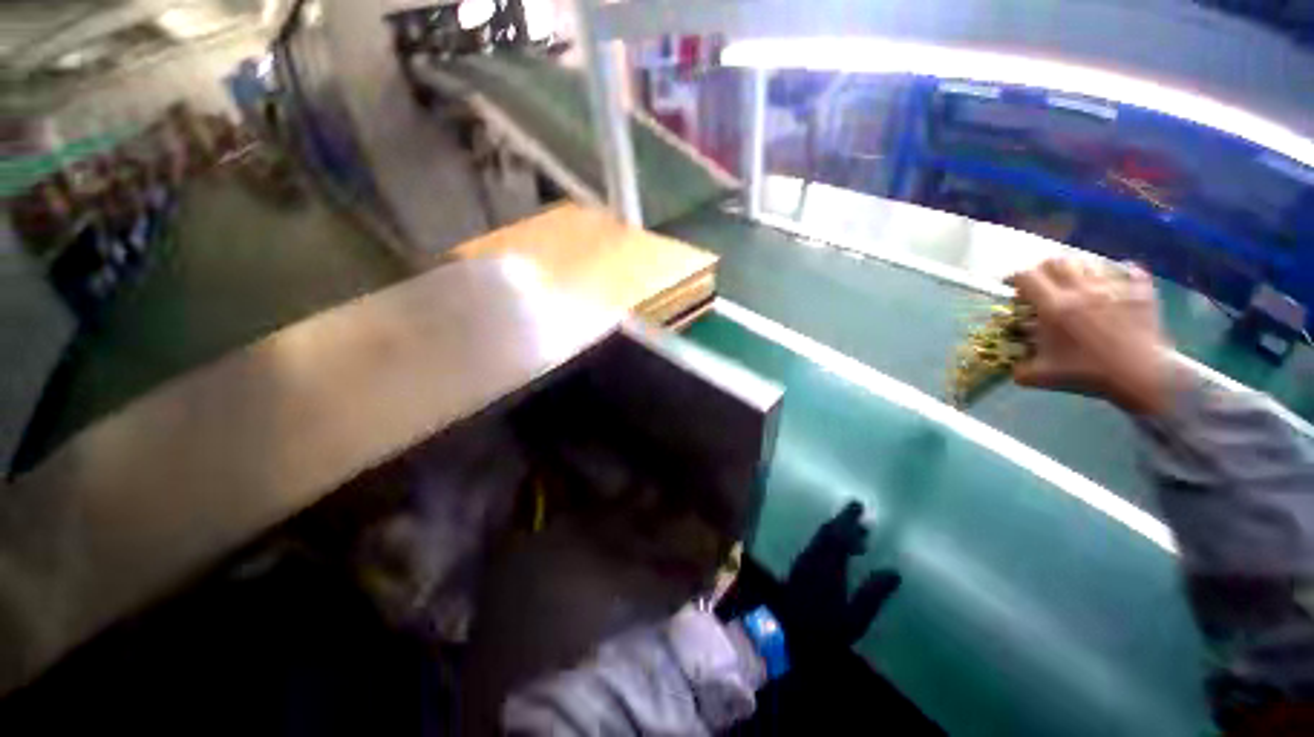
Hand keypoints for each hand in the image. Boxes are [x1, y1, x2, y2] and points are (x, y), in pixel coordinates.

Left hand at [779, 502, 900, 661]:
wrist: (785, 635)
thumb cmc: (824, 629)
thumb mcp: (854, 617)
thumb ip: (873, 593)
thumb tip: (894, 572)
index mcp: (828, 564)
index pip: (839, 534)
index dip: (849, 519)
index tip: (860, 507)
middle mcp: (813, 556)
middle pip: (827, 531)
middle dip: (843, 520)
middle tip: (859, 514)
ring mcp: (803, 561)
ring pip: (820, 538)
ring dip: (836, 531)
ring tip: (857, 536)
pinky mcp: (798, 568)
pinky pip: (815, 546)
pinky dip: (828, 542)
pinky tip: (838, 552)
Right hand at [1008, 258, 1176, 415]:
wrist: (1143, 376)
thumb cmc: (1089, 374)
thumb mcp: (1041, 375)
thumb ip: (1019, 366)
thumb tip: (1010, 361)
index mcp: (1054, 307)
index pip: (1026, 276)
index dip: (1013, 277)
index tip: (1009, 285)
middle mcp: (1081, 290)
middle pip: (1056, 262)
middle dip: (1043, 270)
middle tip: (1041, 283)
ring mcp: (1113, 288)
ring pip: (1087, 262)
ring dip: (1076, 271)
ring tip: (1074, 285)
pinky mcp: (1139, 291)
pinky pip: (1128, 270)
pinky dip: (1118, 274)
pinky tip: (1113, 286)